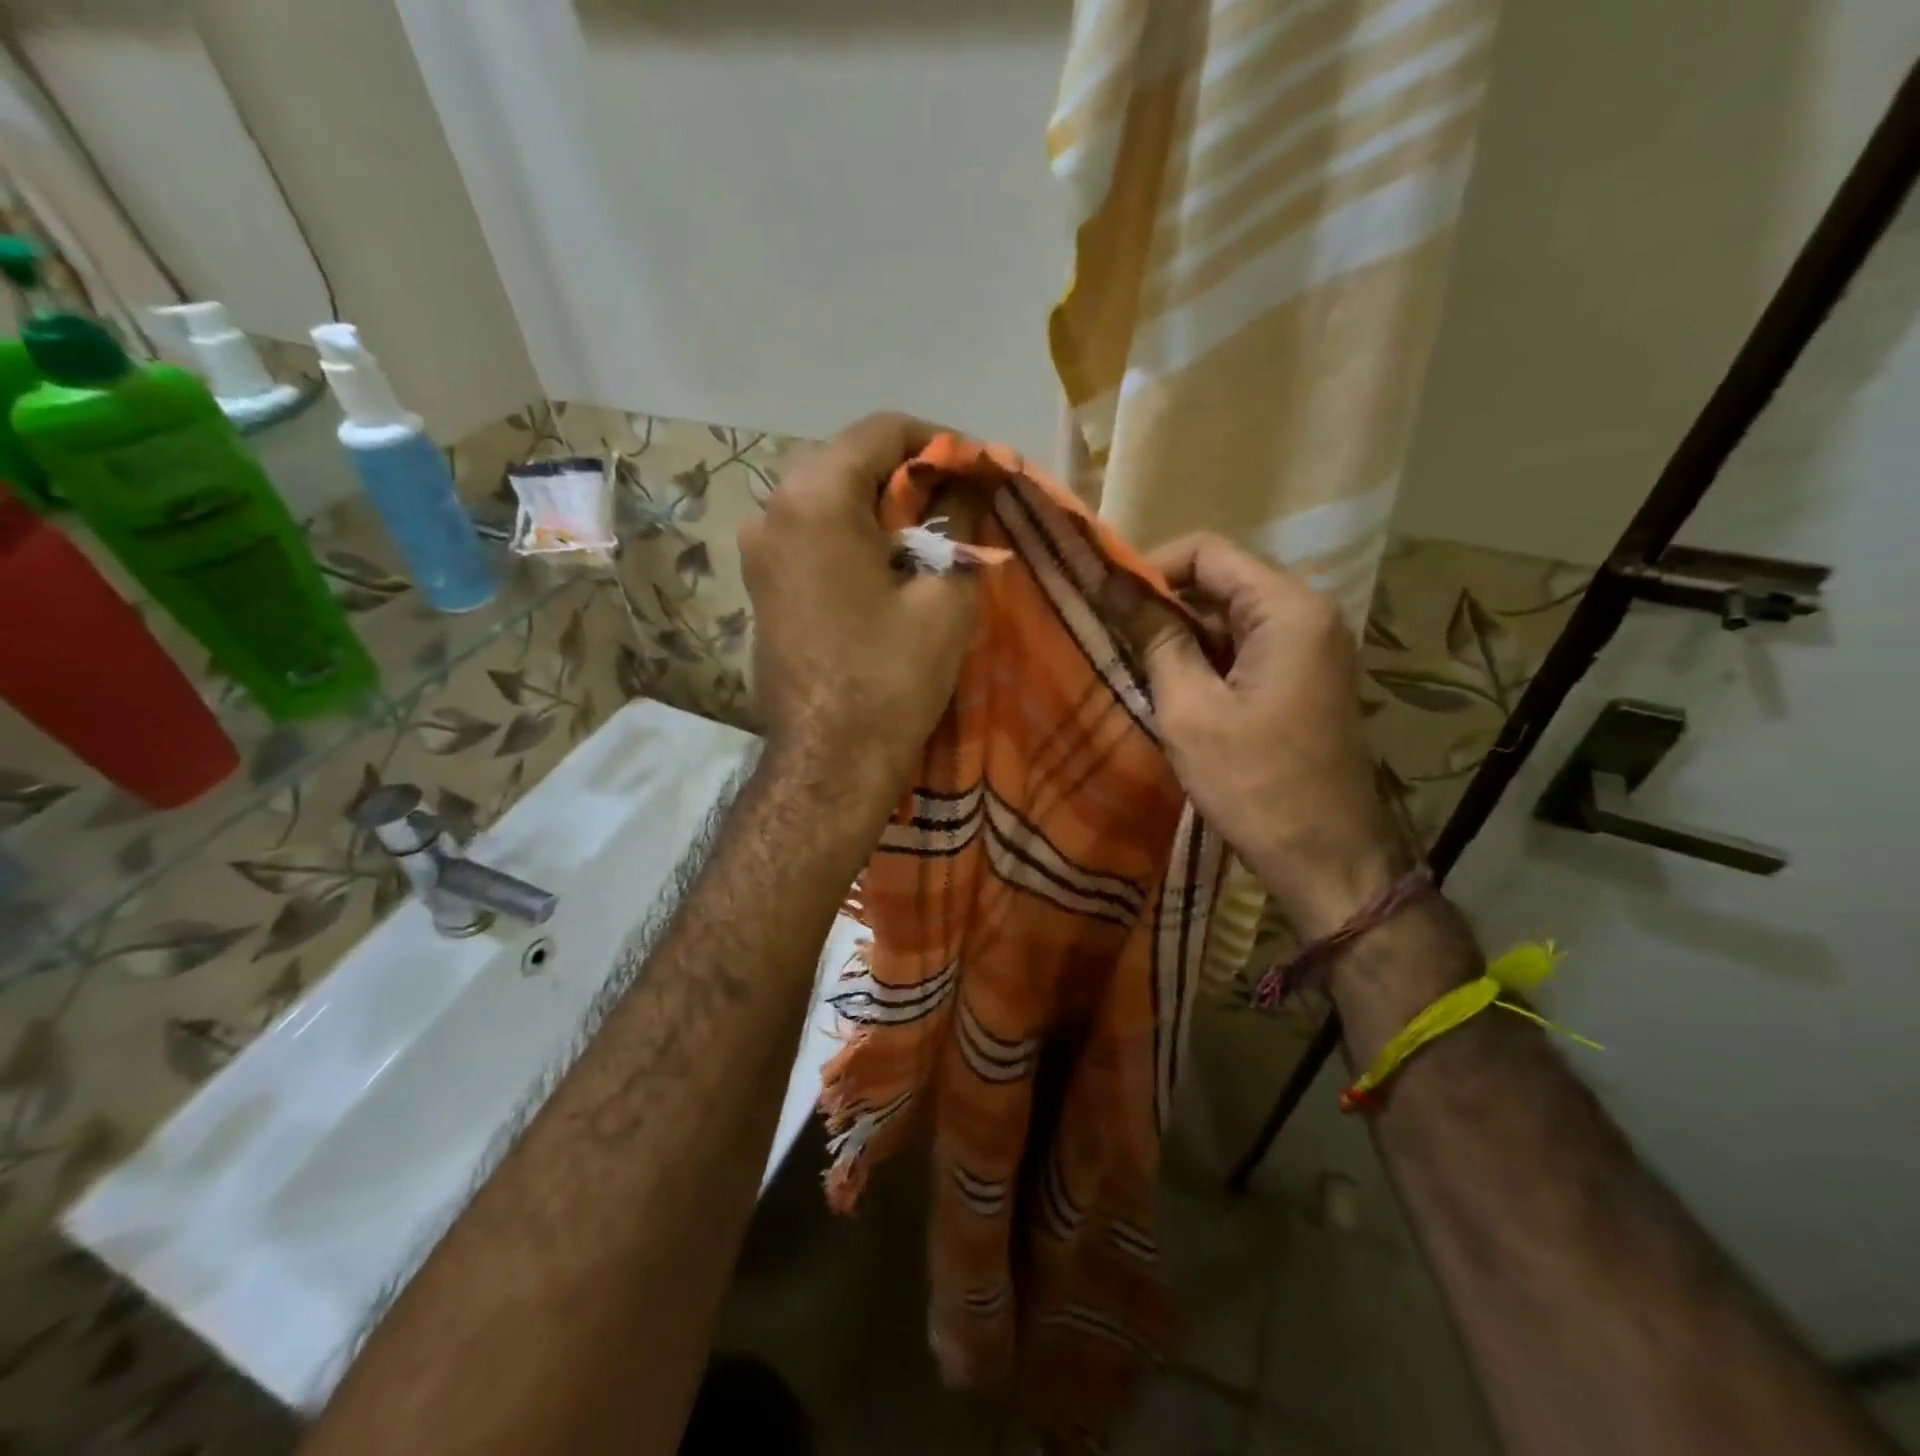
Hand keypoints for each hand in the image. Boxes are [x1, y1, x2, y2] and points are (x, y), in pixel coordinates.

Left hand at [739, 413, 976, 799]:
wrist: (829, 760)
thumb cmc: (891, 676)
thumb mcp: (945, 595)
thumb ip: (959, 525)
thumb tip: (970, 489)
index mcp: (816, 497)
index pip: (882, 431)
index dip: (939, 442)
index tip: (977, 469)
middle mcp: (773, 509)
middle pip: (849, 461)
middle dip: (908, 475)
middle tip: (958, 504)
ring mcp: (758, 550)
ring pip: (827, 499)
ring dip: (879, 507)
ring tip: (928, 537)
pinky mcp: (761, 586)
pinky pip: (810, 537)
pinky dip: (851, 536)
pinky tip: (886, 567)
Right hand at [1106, 534, 1411, 938]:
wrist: (1325, 857)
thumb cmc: (1253, 783)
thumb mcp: (1190, 710)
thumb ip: (1155, 639)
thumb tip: (1114, 586)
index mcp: (1286, 610)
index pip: (1208, 552)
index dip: (1150, 567)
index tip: (1105, 599)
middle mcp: (1307, 615)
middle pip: (1222, 581)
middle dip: (1163, 603)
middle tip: (1110, 633)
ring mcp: (1310, 649)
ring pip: (1230, 617)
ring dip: (1180, 634)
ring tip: (1131, 662)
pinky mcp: (1303, 680)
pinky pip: (1245, 649)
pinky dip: (1205, 659)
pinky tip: (1170, 687)